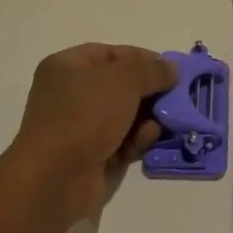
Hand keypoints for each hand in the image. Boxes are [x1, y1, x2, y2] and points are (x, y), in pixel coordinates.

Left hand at [8, 44, 179, 223]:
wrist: (55, 179)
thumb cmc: (85, 116)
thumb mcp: (123, 81)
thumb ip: (151, 70)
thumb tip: (171, 69)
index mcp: (67, 67)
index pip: (110, 54)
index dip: (141, 58)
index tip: (171, 69)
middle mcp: (70, 95)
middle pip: (119, 86)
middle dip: (149, 90)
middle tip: (177, 96)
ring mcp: (79, 128)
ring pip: (123, 115)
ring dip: (148, 116)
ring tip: (168, 119)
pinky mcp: (90, 156)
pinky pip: (121, 141)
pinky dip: (138, 139)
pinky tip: (151, 138)